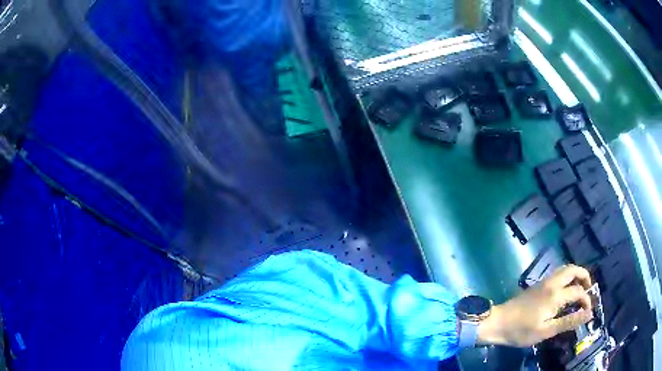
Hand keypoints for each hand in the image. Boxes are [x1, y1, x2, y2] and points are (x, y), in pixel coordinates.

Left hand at [477, 264, 592, 346]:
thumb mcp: (546, 331)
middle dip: (584, 276)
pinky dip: (566, 277)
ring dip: (575, 275)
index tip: (588, 312)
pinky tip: (565, 291)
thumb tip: (589, 314)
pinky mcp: (537, 284)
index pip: (579, 291)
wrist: (497, 322)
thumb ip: (569, 322)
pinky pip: (557, 274)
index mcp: (556, 294)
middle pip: (573, 269)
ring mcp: (543, 281)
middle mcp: (552, 283)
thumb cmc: (521, 330)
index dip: (586, 300)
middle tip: (588, 290)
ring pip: (565, 269)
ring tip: (579, 289)